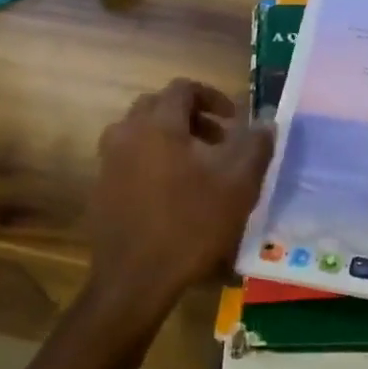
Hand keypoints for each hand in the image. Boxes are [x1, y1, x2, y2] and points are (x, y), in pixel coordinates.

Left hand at [88, 79, 274, 309]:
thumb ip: (256, 145)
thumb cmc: (191, 225)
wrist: (135, 279)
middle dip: (192, 117)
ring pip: (142, 132)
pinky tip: (174, 193)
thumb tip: (266, 121)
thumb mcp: (238, 185)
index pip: (183, 89)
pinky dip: (153, 160)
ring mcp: (108, 161)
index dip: (213, 97)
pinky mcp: (102, 188)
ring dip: (171, 138)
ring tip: (198, 167)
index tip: (234, 121)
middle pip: (158, 106)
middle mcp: (126, 133)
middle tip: (219, 141)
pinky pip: (130, 158)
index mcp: (157, 124)